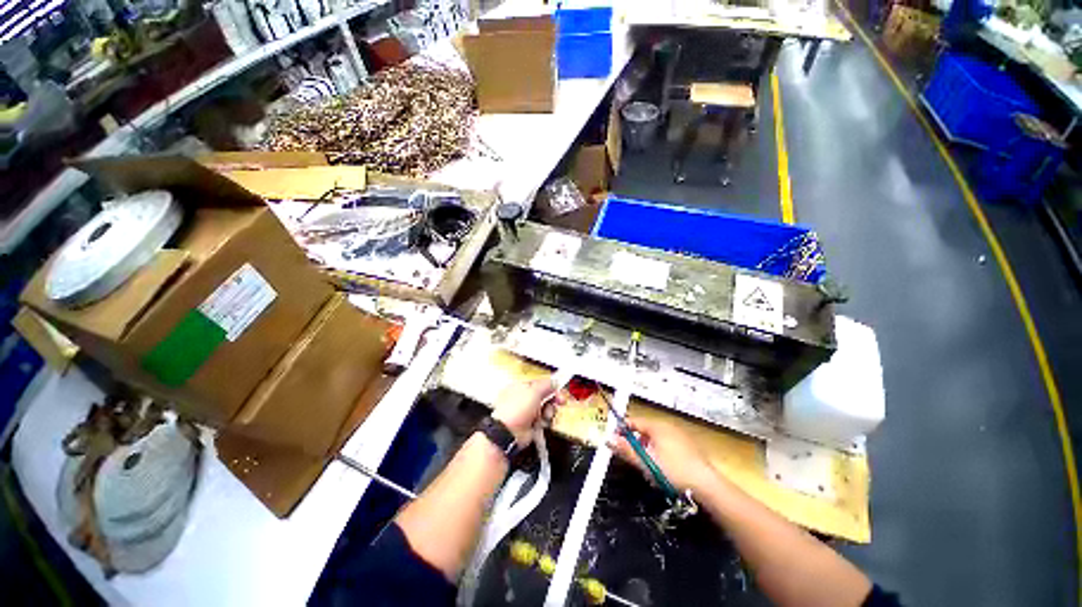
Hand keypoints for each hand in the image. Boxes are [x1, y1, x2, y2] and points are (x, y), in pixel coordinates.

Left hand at [492, 378, 561, 446]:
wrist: (510, 432)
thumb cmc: (516, 409)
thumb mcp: (533, 391)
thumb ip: (545, 384)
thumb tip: (554, 381)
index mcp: (519, 387)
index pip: (538, 383)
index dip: (550, 386)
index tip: (559, 388)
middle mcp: (523, 400)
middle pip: (544, 397)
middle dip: (552, 400)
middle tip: (559, 401)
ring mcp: (527, 413)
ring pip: (546, 409)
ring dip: (549, 412)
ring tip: (546, 415)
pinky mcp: (531, 425)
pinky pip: (544, 421)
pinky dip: (545, 422)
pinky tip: (542, 423)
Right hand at [607, 416, 717, 493]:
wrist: (702, 483)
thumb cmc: (672, 471)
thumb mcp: (645, 462)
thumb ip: (627, 450)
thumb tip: (609, 439)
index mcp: (659, 427)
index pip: (635, 421)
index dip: (622, 429)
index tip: (611, 441)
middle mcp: (671, 426)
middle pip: (646, 429)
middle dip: (634, 441)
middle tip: (627, 457)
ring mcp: (681, 435)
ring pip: (656, 438)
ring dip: (646, 448)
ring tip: (643, 464)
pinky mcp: (688, 446)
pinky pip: (666, 444)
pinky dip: (658, 452)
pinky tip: (660, 467)